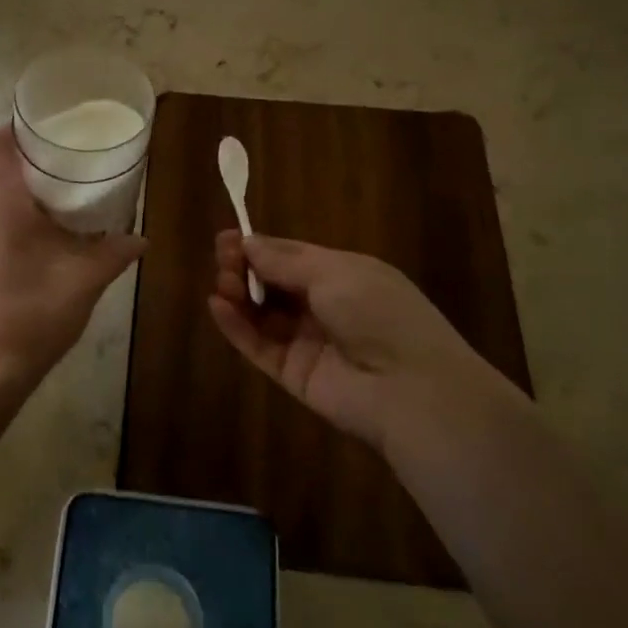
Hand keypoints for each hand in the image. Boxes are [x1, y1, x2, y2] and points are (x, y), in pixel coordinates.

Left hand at [0, 126, 146, 391]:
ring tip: (65, 202)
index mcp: (0, 206)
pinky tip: (45, 242)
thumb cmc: (34, 315)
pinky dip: (16, 221)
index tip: (48, 127)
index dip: (16, 128)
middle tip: (72, 164)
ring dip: (26, 196)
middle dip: (33, 164)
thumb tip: (141, 238)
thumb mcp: (84, 281)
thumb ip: (114, 253)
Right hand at [207, 232, 490, 451]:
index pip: (293, 257)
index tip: (228, 238)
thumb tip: (249, 242)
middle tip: (222, 259)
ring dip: (239, 294)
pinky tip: (217, 306)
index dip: (260, 247)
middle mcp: (325, 307)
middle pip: (274, 283)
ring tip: (221, 283)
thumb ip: (285, 260)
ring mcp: (308, 342)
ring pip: (263, 314)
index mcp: (344, 276)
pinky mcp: (293, 374)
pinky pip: (259, 346)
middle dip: (245, 268)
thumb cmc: (378, 313)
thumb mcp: (334, 272)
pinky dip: (236, 326)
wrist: (410, 389)